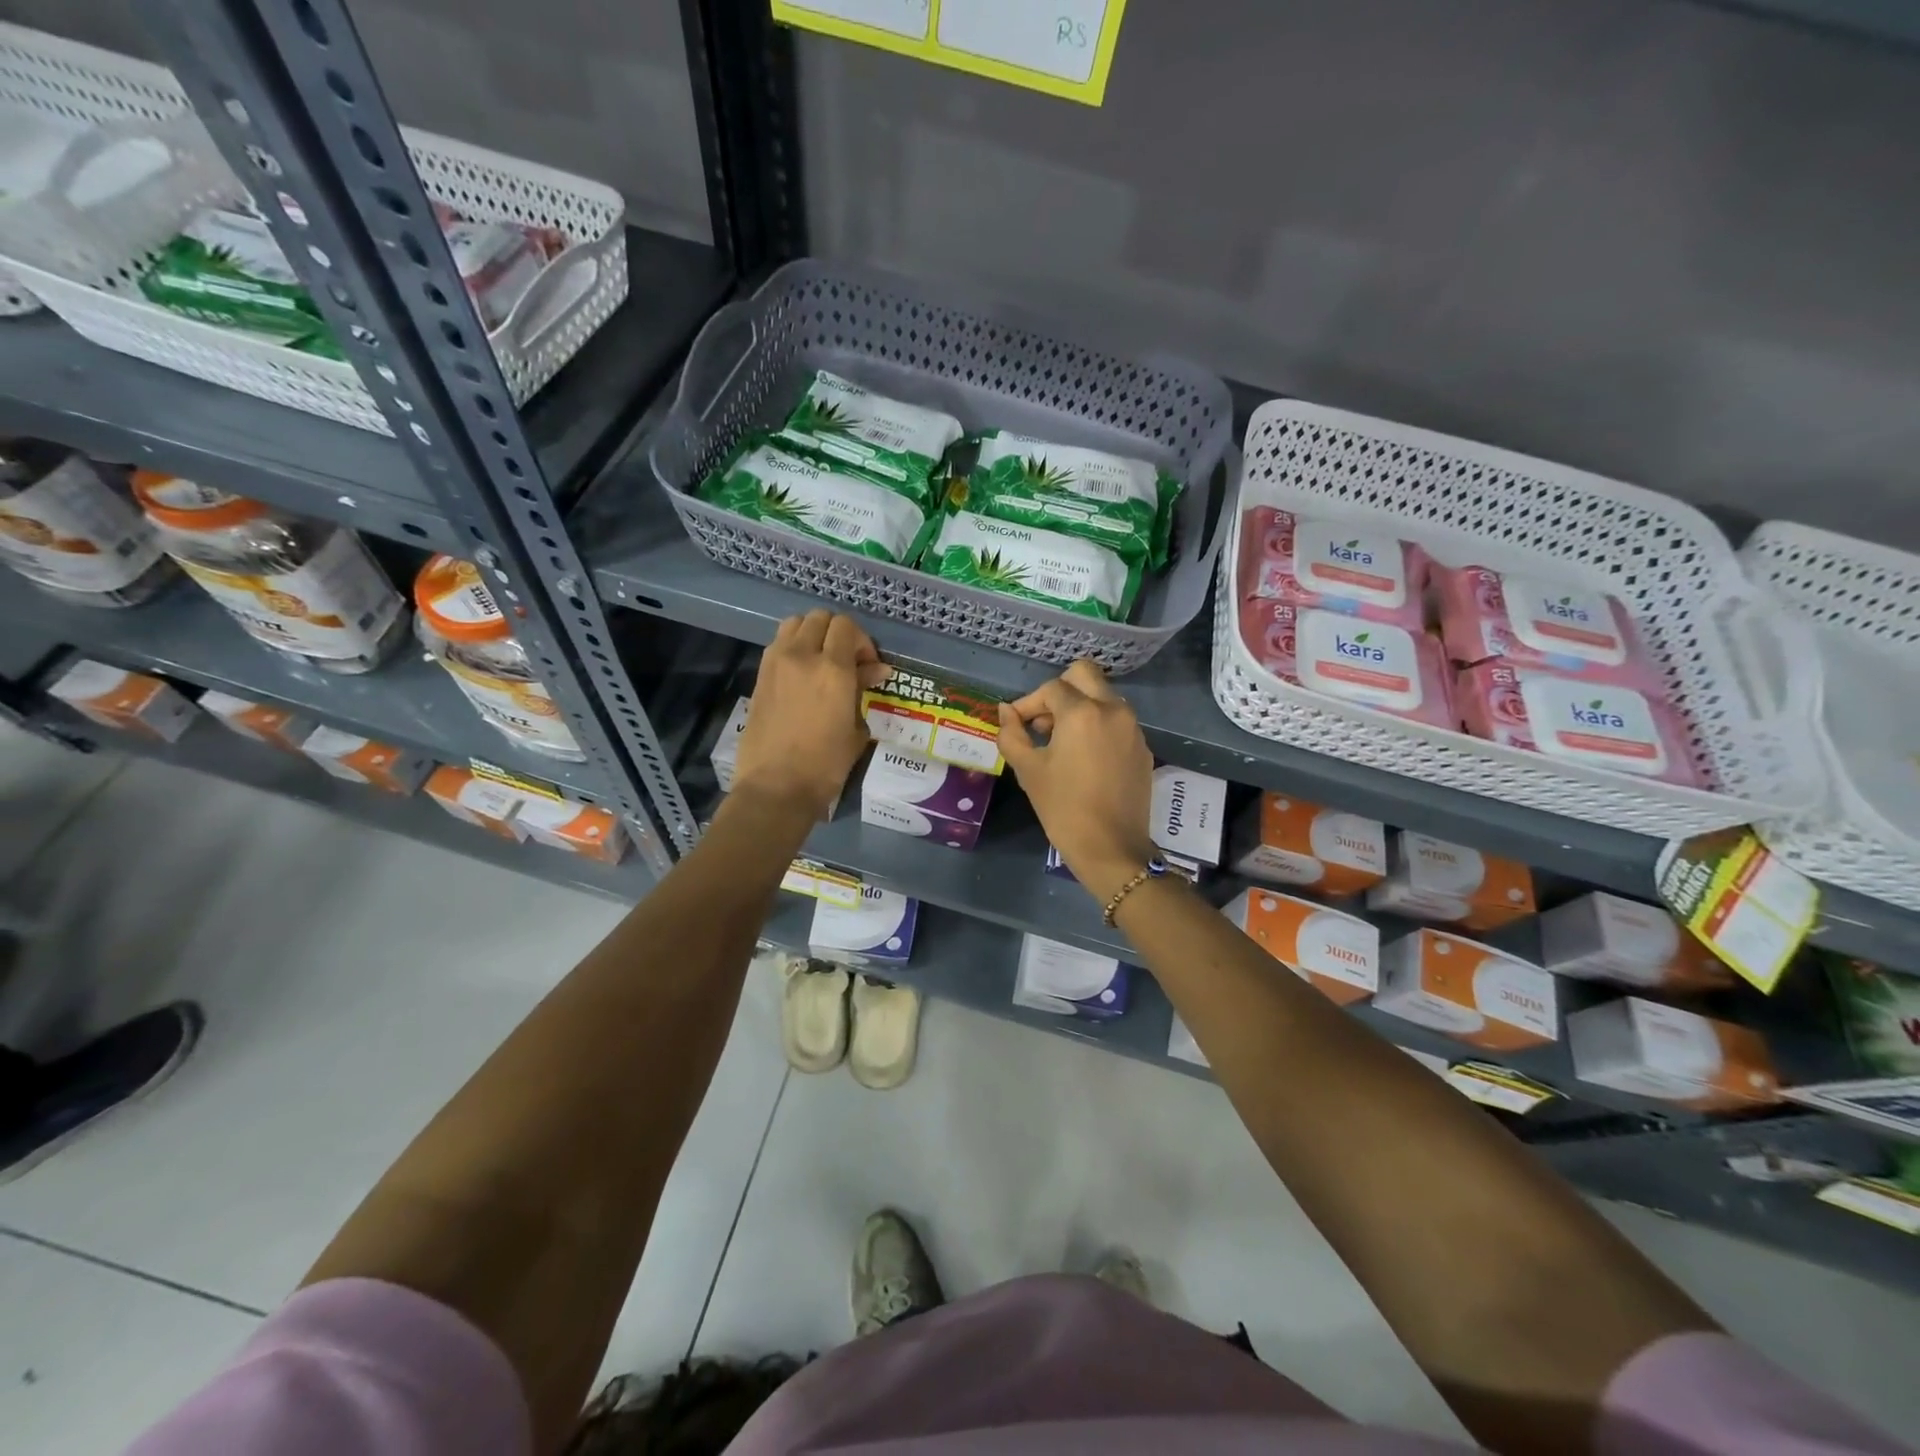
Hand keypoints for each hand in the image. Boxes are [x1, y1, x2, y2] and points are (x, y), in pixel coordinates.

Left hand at [734, 611, 889, 819]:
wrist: (776, 787)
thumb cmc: (825, 765)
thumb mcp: (855, 729)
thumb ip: (863, 691)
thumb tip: (876, 671)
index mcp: (833, 668)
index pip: (846, 627)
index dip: (861, 641)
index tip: (867, 667)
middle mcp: (802, 656)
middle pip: (820, 618)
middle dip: (837, 633)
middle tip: (846, 661)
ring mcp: (776, 663)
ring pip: (794, 624)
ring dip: (811, 634)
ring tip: (821, 661)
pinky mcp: (760, 676)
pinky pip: (778, 645)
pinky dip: (792, 647)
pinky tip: (802, 675)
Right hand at [998, 660, 1157, 903]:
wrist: (1111, 847)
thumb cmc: (1063, 808)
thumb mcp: (1028, 770)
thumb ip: (1012, 733)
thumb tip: (1006, 711)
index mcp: (1082, 712)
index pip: (1050, 688)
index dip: (1028, 704)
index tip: (1017, 726)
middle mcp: (1113, 710)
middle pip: (1084, 675)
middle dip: (1059, 691)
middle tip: (1043, 722)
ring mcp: (1133, 728)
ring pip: (1103, 696)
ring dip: (1079, 707)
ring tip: (1061, 742)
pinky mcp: (1142, 747)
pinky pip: (1117, 721)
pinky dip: (1098, 726)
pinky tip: (1084, 758)